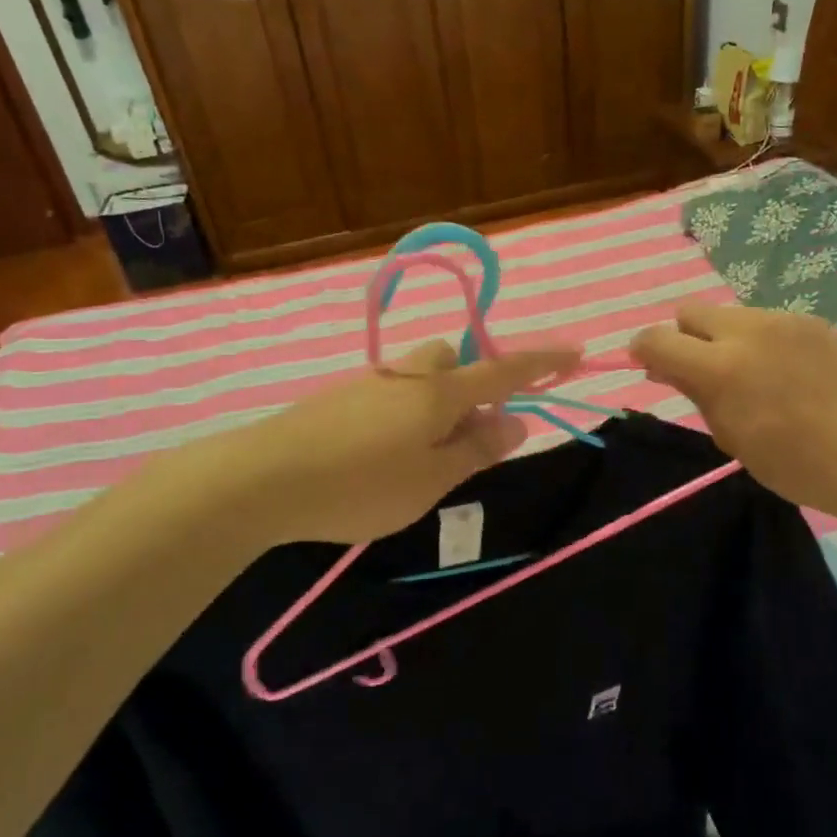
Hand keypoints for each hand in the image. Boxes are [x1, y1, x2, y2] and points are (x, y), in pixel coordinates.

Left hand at [226, 340, 580, 547]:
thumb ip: (476, 449)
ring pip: (418, 377)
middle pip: (452, 359)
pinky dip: (405, 413)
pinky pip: (391, 393)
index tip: (574, 352)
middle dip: (472, 381)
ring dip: (437, 401)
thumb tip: (516, 422)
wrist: (262, 478)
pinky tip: (384, 454)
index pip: (502, 370)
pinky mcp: (339, 398)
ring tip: (425, 454)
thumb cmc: (360, 484)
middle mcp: (407, 375)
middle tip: (470, 431)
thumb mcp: (431, 479)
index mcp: (438, 392)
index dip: (541, 362)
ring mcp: (369, 382)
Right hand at [630, 302, 836, 522]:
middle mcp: (748, 331)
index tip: (650, 366)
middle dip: (684, 337)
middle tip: (702, 371)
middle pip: (690, 312)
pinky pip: (768, 322)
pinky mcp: (813, 322)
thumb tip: (668, 368)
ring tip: (754, 375)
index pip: (657, 339)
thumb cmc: (800, 465)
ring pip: (731, 315)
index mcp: (720, 367)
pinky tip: (788, 374)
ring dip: (725, 338)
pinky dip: (762, 341)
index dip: (643, 350)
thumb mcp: (733, 439)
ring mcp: (784, 321)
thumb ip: (696, 395)